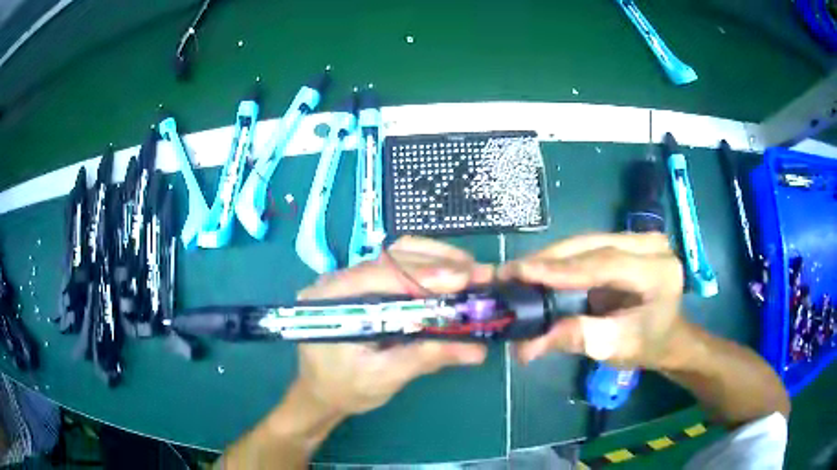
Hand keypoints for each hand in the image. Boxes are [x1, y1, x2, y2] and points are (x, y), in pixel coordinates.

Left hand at [294, 236, 491, 415]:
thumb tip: (477, 350)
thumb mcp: (383, 378)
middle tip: (479, 273)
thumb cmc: (344, 388)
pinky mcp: (362, 284)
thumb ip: (424, 359)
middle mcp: (336, 280)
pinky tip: (452, 274)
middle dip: (438, 265)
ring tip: (472, 270)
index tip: (462, 279)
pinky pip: (397, 267)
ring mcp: (349, 278)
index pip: (378, 276)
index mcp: (329, 301)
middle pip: (390, 258)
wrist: (319, 391)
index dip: (422, 276)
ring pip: (396, 256)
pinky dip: (428, 267)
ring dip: (437, 260)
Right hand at [500, 233, 683, 368]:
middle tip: (508, 273)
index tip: (521, 273)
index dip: (561, 269)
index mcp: (657, 270)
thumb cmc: (647, 345)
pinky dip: (560, 259)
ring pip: (585, 242)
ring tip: (516, 272)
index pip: (604, 264)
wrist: (667, 335)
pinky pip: (587, 247)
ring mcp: (638, 239)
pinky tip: (538, 268)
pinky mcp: (625, 242)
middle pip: (591, 246)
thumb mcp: (614, 348)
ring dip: (550, 257)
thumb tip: (527, 345)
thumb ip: (577, 338)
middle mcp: (650, 244)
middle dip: (548, 259)